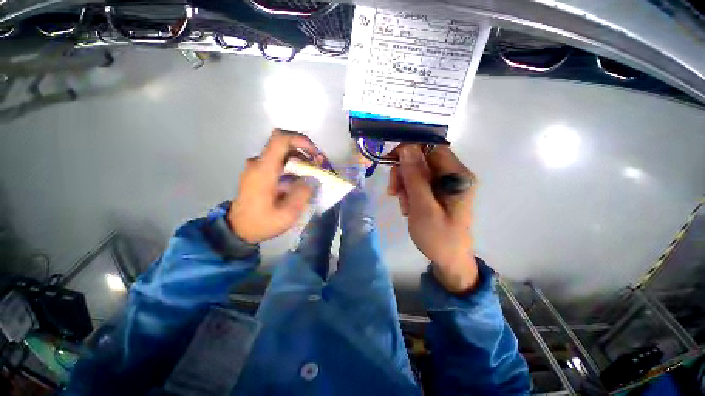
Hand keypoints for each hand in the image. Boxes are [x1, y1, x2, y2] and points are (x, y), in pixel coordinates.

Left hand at [228, 129, 322, 243]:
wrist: (238, 229)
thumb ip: (302, 193)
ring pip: (283, 152)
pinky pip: (279, 161)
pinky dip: (294, 165)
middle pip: (284, 144)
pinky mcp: (259, 172)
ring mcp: (258, 166)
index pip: (280, 140)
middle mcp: (259, 163)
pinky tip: (302, 178)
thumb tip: (311, 179)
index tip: (315, 153)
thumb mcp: (287, 214)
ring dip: (301, 158)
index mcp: (264, 170)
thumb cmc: (262, 223)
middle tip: (320, 165)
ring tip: (314, 172)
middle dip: (305, 151)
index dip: (300, 140)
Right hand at [387, 145, 478, 292]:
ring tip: (404, 206)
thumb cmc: (438, 237)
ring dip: (404, 185)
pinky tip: (408, 207)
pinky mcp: (438, 191)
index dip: (410, 150)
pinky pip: (418, 183)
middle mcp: (454, 174)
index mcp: (458, 175)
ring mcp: (446, 183)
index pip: (432, 148)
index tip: (391, 161)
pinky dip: (408, 192)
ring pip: (417, 171)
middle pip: (422, 159)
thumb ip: (415, 177)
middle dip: (404, 173)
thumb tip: (407, 147)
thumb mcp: (423, 207)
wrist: (448, 259)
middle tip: (393, 192)